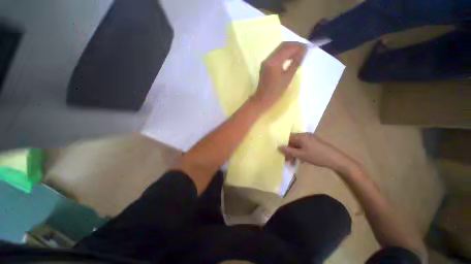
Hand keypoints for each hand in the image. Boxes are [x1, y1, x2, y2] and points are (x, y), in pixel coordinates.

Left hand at [251, 42, 306, 110]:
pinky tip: (290, 58)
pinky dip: (283, 54)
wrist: (262, 99)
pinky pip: (275, 55)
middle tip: (304, 50)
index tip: (308, 48)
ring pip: (279, 50)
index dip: (298, 46)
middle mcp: (268, 59)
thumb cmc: (275, 92)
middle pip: (282, 46)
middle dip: (294, 46)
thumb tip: (303, 52)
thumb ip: (295, 63)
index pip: (287, 47)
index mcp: (274, 62)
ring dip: (289, 50)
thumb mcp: (287, 78)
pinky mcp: (265, 65)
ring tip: (299, 54)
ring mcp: (265, 61)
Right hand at [278, 133, 359, 173]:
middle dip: (289, 151)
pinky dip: (301, 152)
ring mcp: (311, 138)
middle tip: (288, 160)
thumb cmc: (316, 156)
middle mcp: (305, 135)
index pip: (288, 138)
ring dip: (295, 153)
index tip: (283, 154)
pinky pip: (304, 146)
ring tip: (294, 162)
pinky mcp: (315, 142)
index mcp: (301, 136)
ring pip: (298, 145)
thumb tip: (279, 147)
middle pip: (293, 141)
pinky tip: (302, 160)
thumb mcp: (300, 155)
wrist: (336, 159)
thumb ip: (288, 151)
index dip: (284, 145)